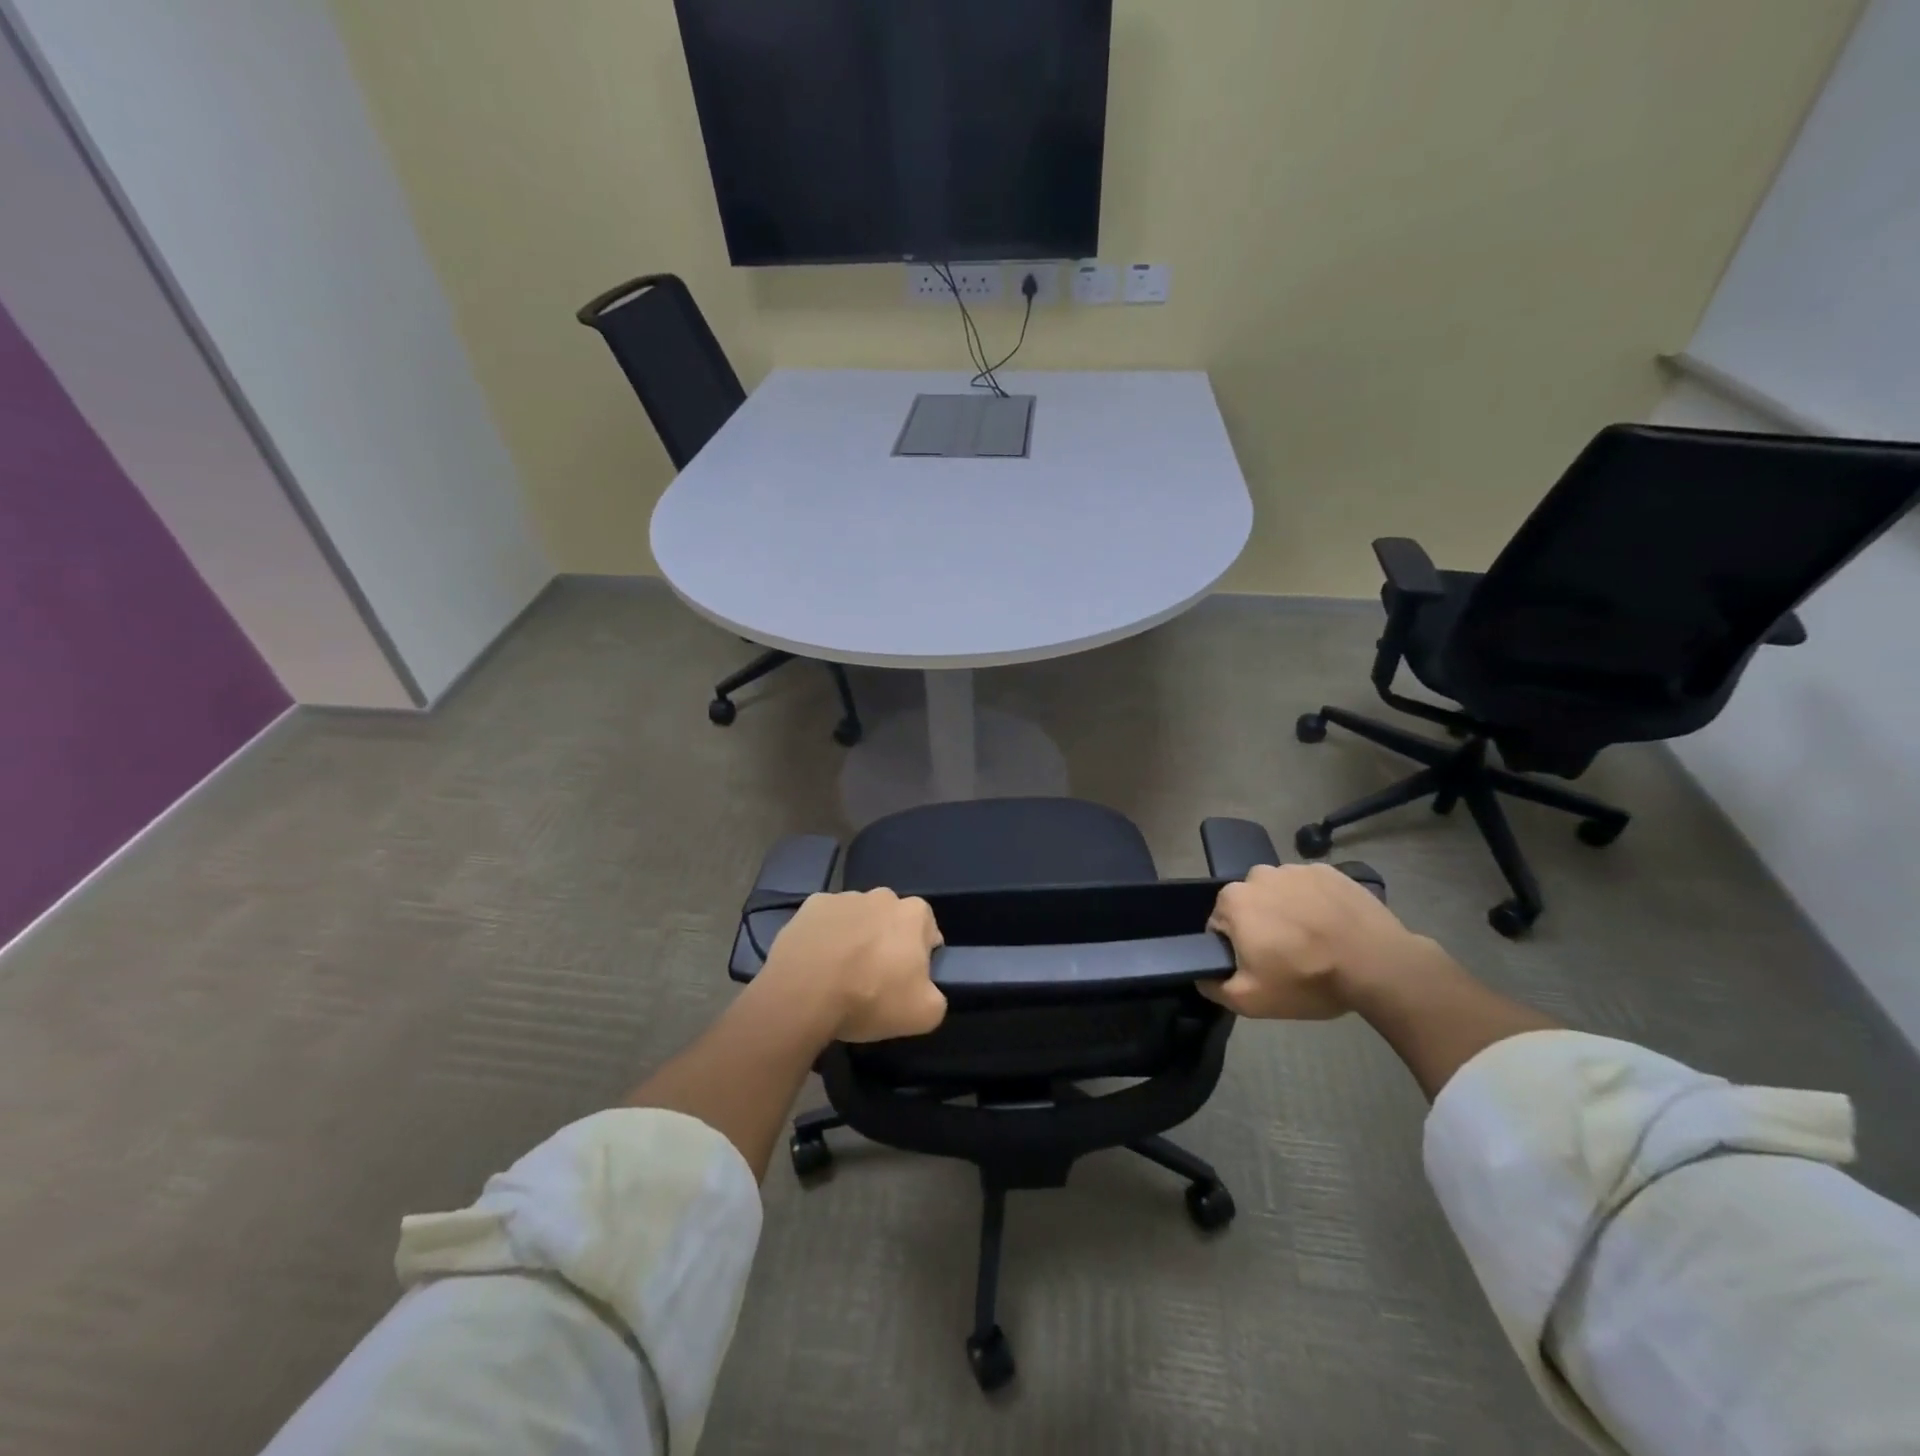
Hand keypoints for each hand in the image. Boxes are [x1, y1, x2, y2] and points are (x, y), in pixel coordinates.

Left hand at [762, 889, 946, 1041]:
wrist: (803, 994)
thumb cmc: (870, 997)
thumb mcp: (924, 1014)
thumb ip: (936, 997)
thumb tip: (926, 990)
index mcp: (914, 913)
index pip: (927, 931)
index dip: (919, 957)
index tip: (905, 981)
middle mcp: (882, 895)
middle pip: (891, 921)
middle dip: (887, 943)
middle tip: (873, 980)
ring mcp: (843, 897)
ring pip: (857, 919)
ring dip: (855, 939)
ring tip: (840, 975)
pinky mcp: (810, 906)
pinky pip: (825, 922)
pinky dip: (824, 937)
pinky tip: (816, 964)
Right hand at [1202, 864, 1415, 1018]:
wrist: (1378, 965)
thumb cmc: (1307, 979)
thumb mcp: (1251, 1001)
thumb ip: (1214, 987)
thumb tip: (1202, 975)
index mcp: (1233, 900)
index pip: (1220, 926)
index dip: (1237, 950)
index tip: (1261, 967)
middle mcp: (1258, 874)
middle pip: (1250, 905)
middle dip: (1261, 927)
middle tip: (1288, 957)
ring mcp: (1296, 869)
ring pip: (1280, 894)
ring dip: (1289, 913)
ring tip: (1315, 942)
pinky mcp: (1329, 871)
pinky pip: (1311, 888)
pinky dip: (1316, 904)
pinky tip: (1334, 928)